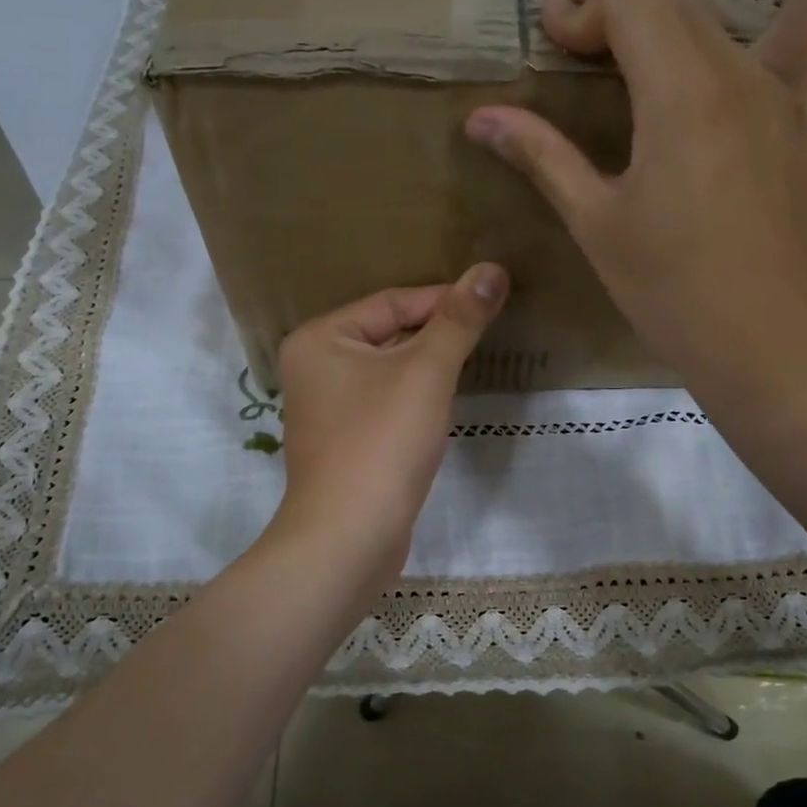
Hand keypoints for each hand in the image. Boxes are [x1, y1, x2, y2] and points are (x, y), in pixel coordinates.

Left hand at [270, 265, 508, 588]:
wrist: (349, 537)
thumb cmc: (382, 443)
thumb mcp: (426, 372)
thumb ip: (458, 320)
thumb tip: (491, 269)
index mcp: (320, 338)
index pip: (391, 302)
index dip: (444, 299)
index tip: (492, 301)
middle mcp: (314, 366)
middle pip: (388, 333)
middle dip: (437, 333)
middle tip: (487, 330)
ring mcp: (326, 407)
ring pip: (389, 370)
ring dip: (429, 365)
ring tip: (473, 360)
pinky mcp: (344, 440)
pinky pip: (385, 401)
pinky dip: (415, 397)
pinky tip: (442, 403)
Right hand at [463, 0, 806, 440]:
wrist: (766, 350)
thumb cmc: (671, 292)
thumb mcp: (597, 224)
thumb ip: (544, 157)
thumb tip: (482, 118)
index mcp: (683, 96)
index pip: (630, 4)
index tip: (549, 18)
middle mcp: (750, 79)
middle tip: (577, 7)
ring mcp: (803, 105)